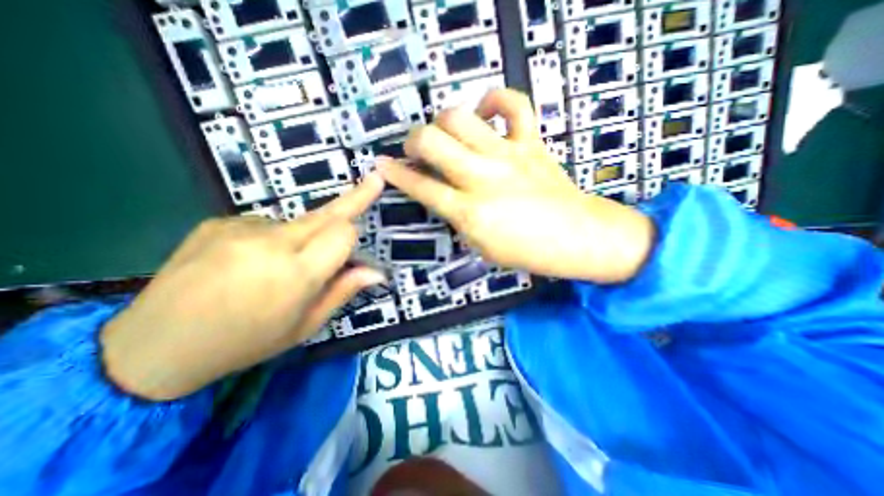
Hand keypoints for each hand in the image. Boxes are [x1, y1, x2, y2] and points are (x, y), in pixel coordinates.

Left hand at [99, 176, 382, 401]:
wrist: (154, 348)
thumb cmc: (246, 342)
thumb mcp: (305, 325)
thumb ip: (343, 291)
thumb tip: (376, 271)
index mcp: (295, 274)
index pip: (343, 232)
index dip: (353, 236)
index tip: (358, 239)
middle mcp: (270, 243)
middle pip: (326, 213)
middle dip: (354, 198)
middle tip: (374, 181)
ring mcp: (240, 228)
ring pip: (298, 222)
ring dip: (303, 238)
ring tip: (276, 268)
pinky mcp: (219, 222)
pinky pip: (266, 224)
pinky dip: (272, 239)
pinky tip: (248, 262)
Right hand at [376, 87, 651, 283]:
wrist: (577, 238)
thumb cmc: (527, 251)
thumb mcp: (481, 247)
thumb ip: (457, 218)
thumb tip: (441, 195)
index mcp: (469, 213)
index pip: (421, 188)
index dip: (395, 174)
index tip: (381, 165)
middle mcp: (482, 178)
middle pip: (432, 142)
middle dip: (413, 140)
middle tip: (416, 149)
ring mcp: (508, 155)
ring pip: (460, 118)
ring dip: (442, 121)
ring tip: (446, 133)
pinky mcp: (531, 142)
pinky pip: (514, 104)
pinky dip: (495, 99)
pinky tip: (485, 112)